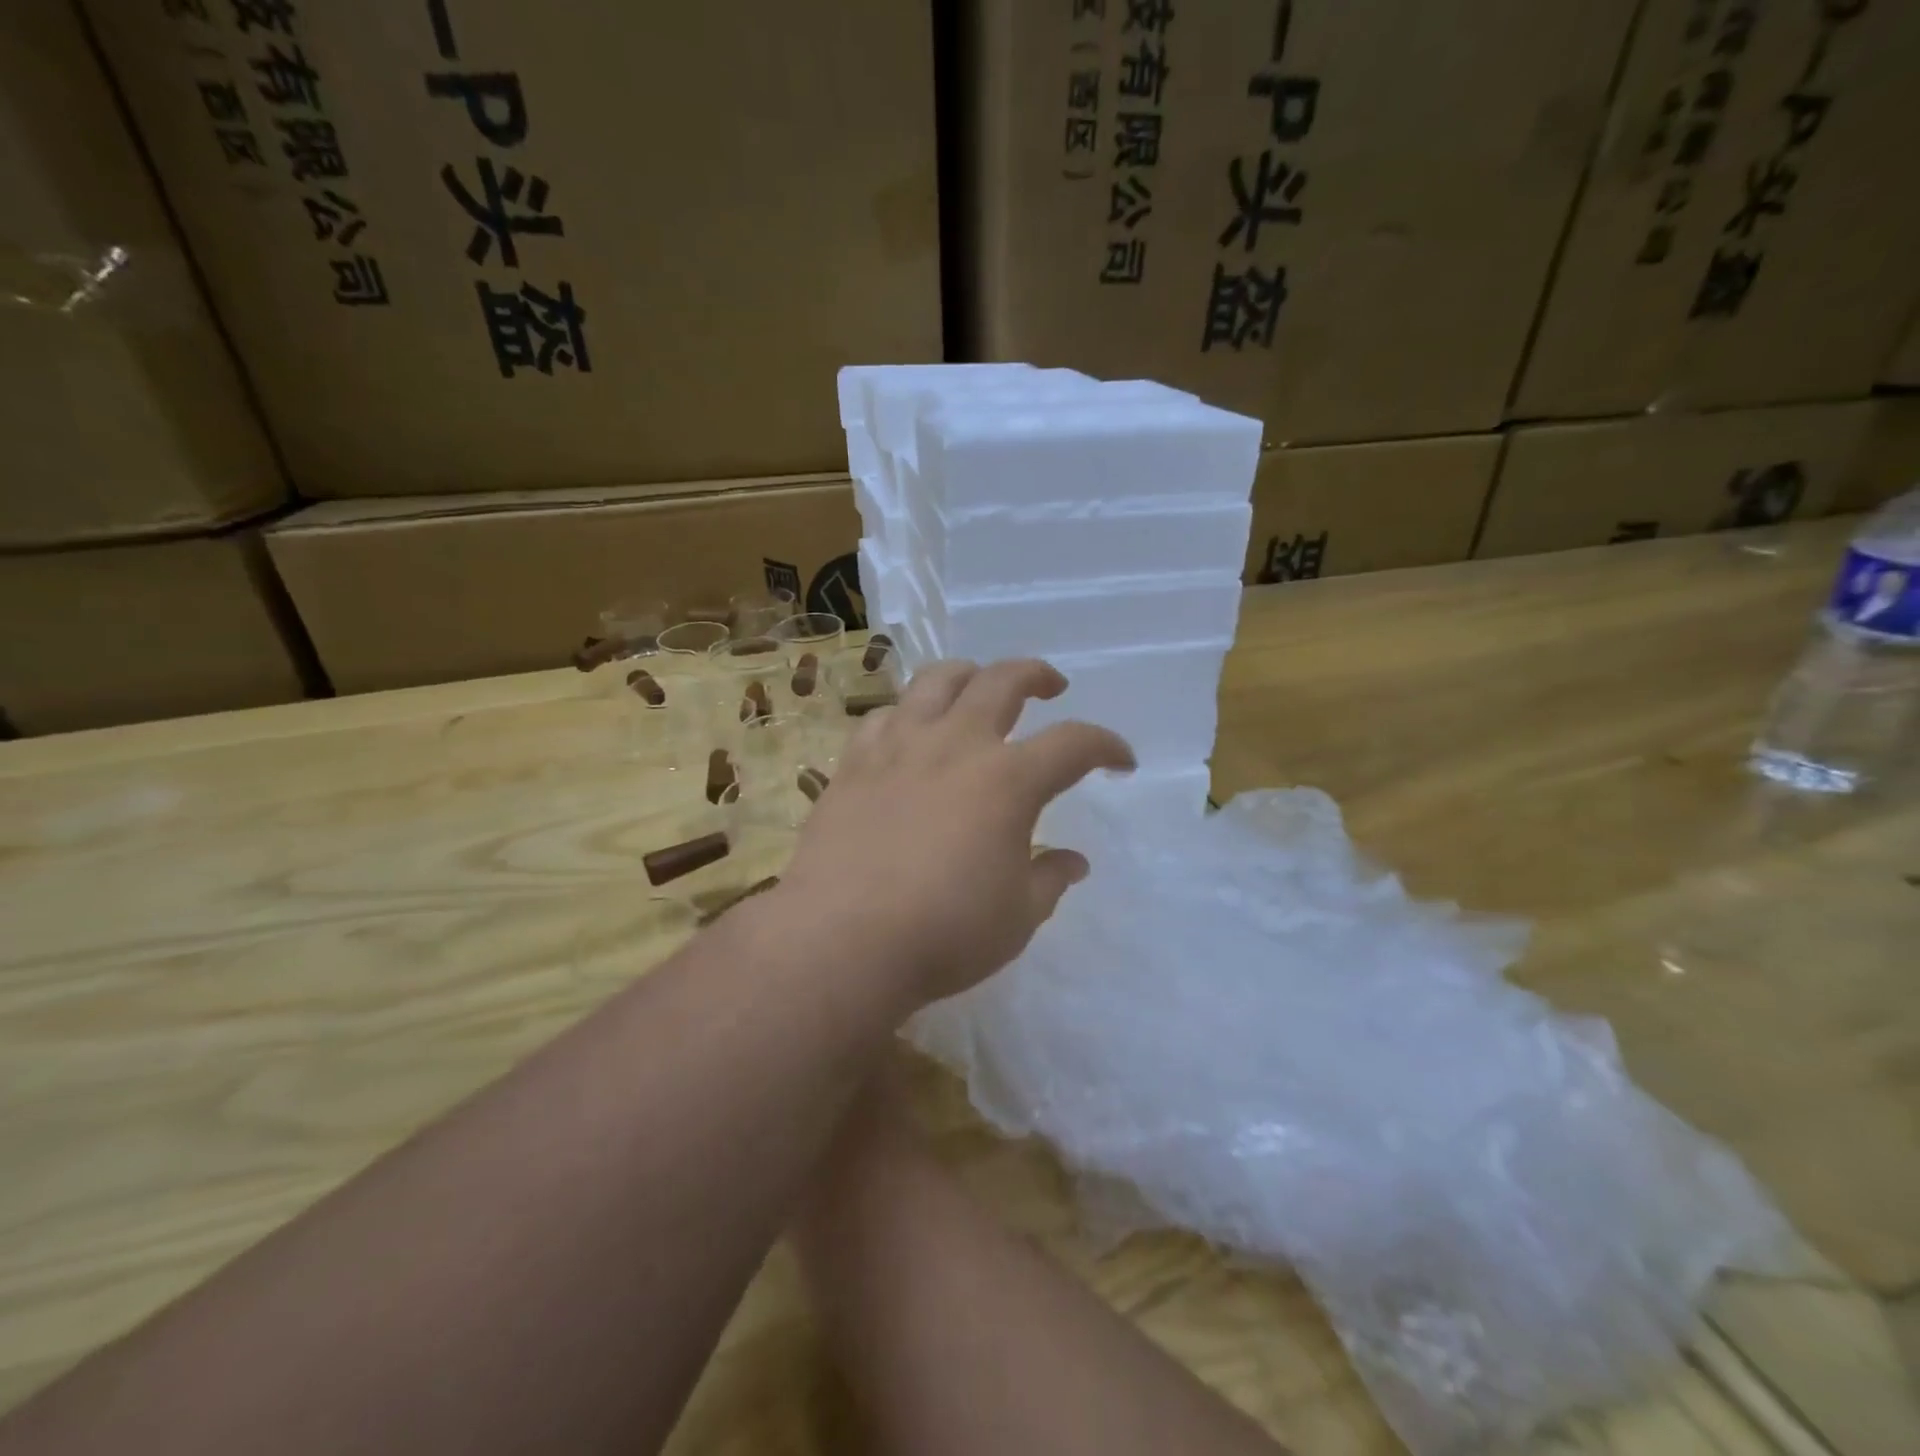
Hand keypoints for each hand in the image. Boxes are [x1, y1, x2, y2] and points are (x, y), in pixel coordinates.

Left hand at [776, 658, 1134, 1007]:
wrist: (841, 939)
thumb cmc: (943, 933)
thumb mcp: (1017, 917)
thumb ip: (1049, 879)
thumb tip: (1072, 861)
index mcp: (1008, 780)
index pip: (1074, 743)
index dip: (1106, 745)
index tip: (1120, 760)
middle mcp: (956, 745)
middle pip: (1003, 681)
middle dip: (1036, 676)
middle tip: (1050, 688)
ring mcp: (899, 746)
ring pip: (937, 680)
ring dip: (969, 675)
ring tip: (978, 688)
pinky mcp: (854, 761)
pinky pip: (884, 715)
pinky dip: (907, 713)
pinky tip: (910, 732)